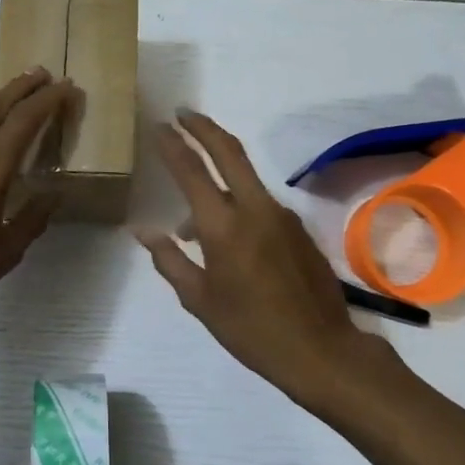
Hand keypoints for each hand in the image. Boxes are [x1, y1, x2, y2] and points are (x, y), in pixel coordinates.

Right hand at [136, 111, 395, 412]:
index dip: (173, 145)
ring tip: (189, 220)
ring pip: (245, 178)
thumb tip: (143, 231)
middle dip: (203, 127)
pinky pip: (259, 203)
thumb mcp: (199, 300)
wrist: (321, 350)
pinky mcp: (298, 229)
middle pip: (229, 151)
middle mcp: (255, 209)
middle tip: (182, 114)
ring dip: (218, 176)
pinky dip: (236, 203)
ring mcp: (282, 216)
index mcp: (224, 226)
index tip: (159, 125)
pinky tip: (225, 238)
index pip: (192, 171)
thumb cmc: (250, 329)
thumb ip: (169, 260)